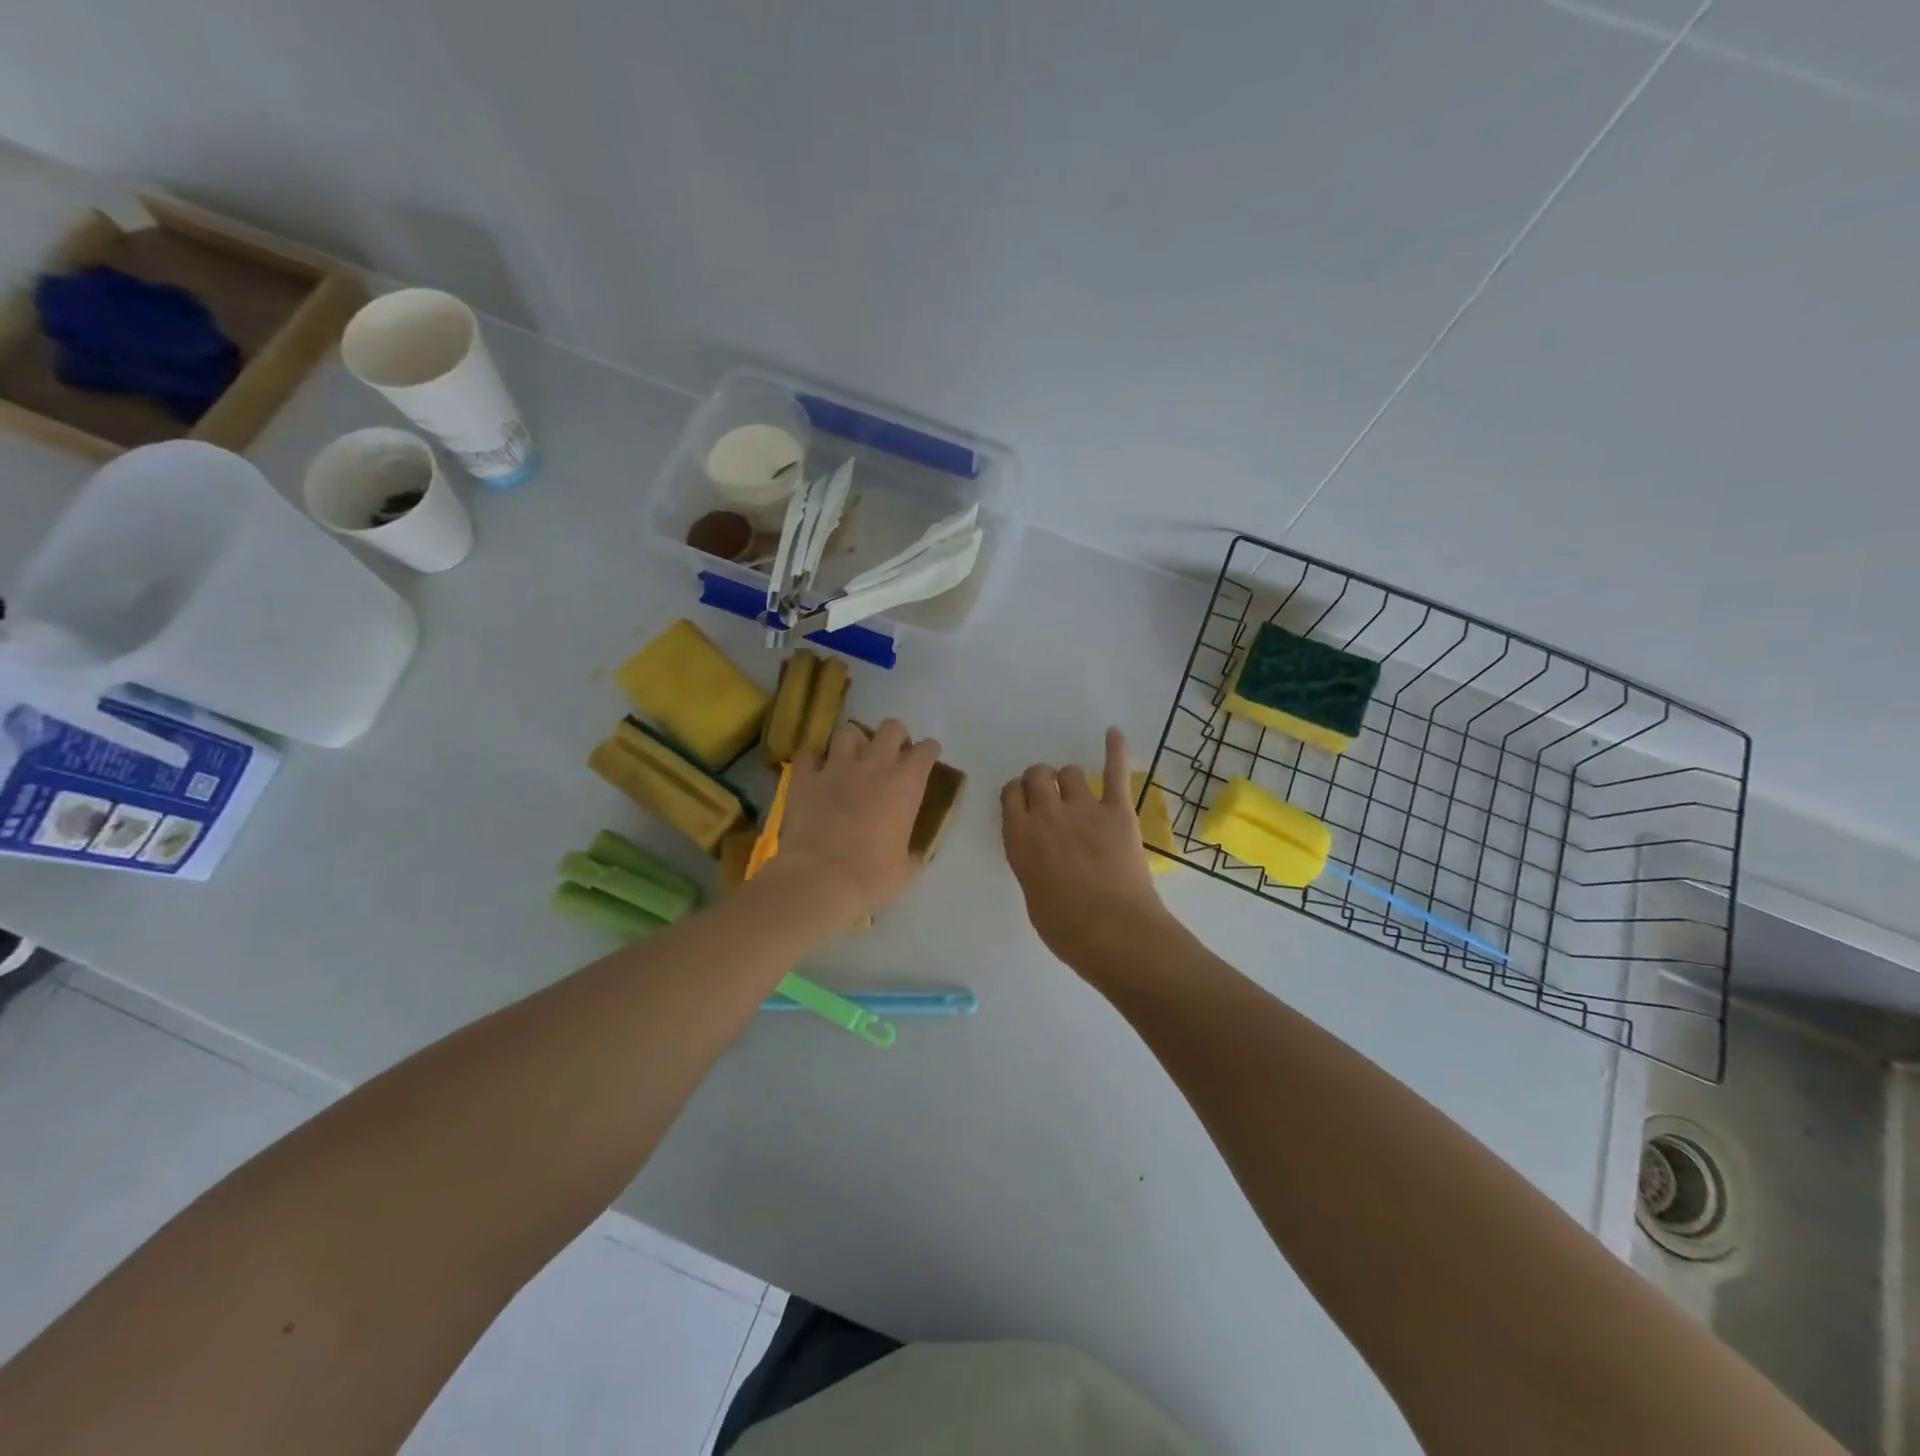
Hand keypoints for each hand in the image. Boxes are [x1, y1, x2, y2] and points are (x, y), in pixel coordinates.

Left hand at [772, 718, 939, 921]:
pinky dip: (813, 761)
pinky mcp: (805, 778)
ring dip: (855, 743)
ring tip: (853, 760)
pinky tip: (816, 773)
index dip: (928, 752)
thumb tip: (911, 852)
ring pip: (849, 732)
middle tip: (892, 756)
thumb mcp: (906, 868)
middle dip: (895, 737)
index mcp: (906, 784)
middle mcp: (874, 765)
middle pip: (892, 728)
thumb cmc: (872, 876)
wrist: (820, 880)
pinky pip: (808, 755)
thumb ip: (911, 850)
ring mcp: (836, 767)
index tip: (926, 760)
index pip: (926, 750)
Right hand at [1001, 728, 1174, 970]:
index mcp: (1019, 836)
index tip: (1024, 803)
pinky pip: (1115, 772)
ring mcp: (1084, 808)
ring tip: (1078, 793)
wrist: (1113, 931)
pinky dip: (1115, 750)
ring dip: (1070, 779)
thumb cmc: (1065, 928)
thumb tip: (1043, 854)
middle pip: (1037, 775)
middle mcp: (1047, 814)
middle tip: (1050, 797)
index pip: (1010, 794)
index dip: (1018, 795)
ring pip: (1071, 772)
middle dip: (1040, 781)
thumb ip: (1032, 862)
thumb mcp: (1032, 893)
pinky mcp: (1118, 811)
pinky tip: (1114, 732)